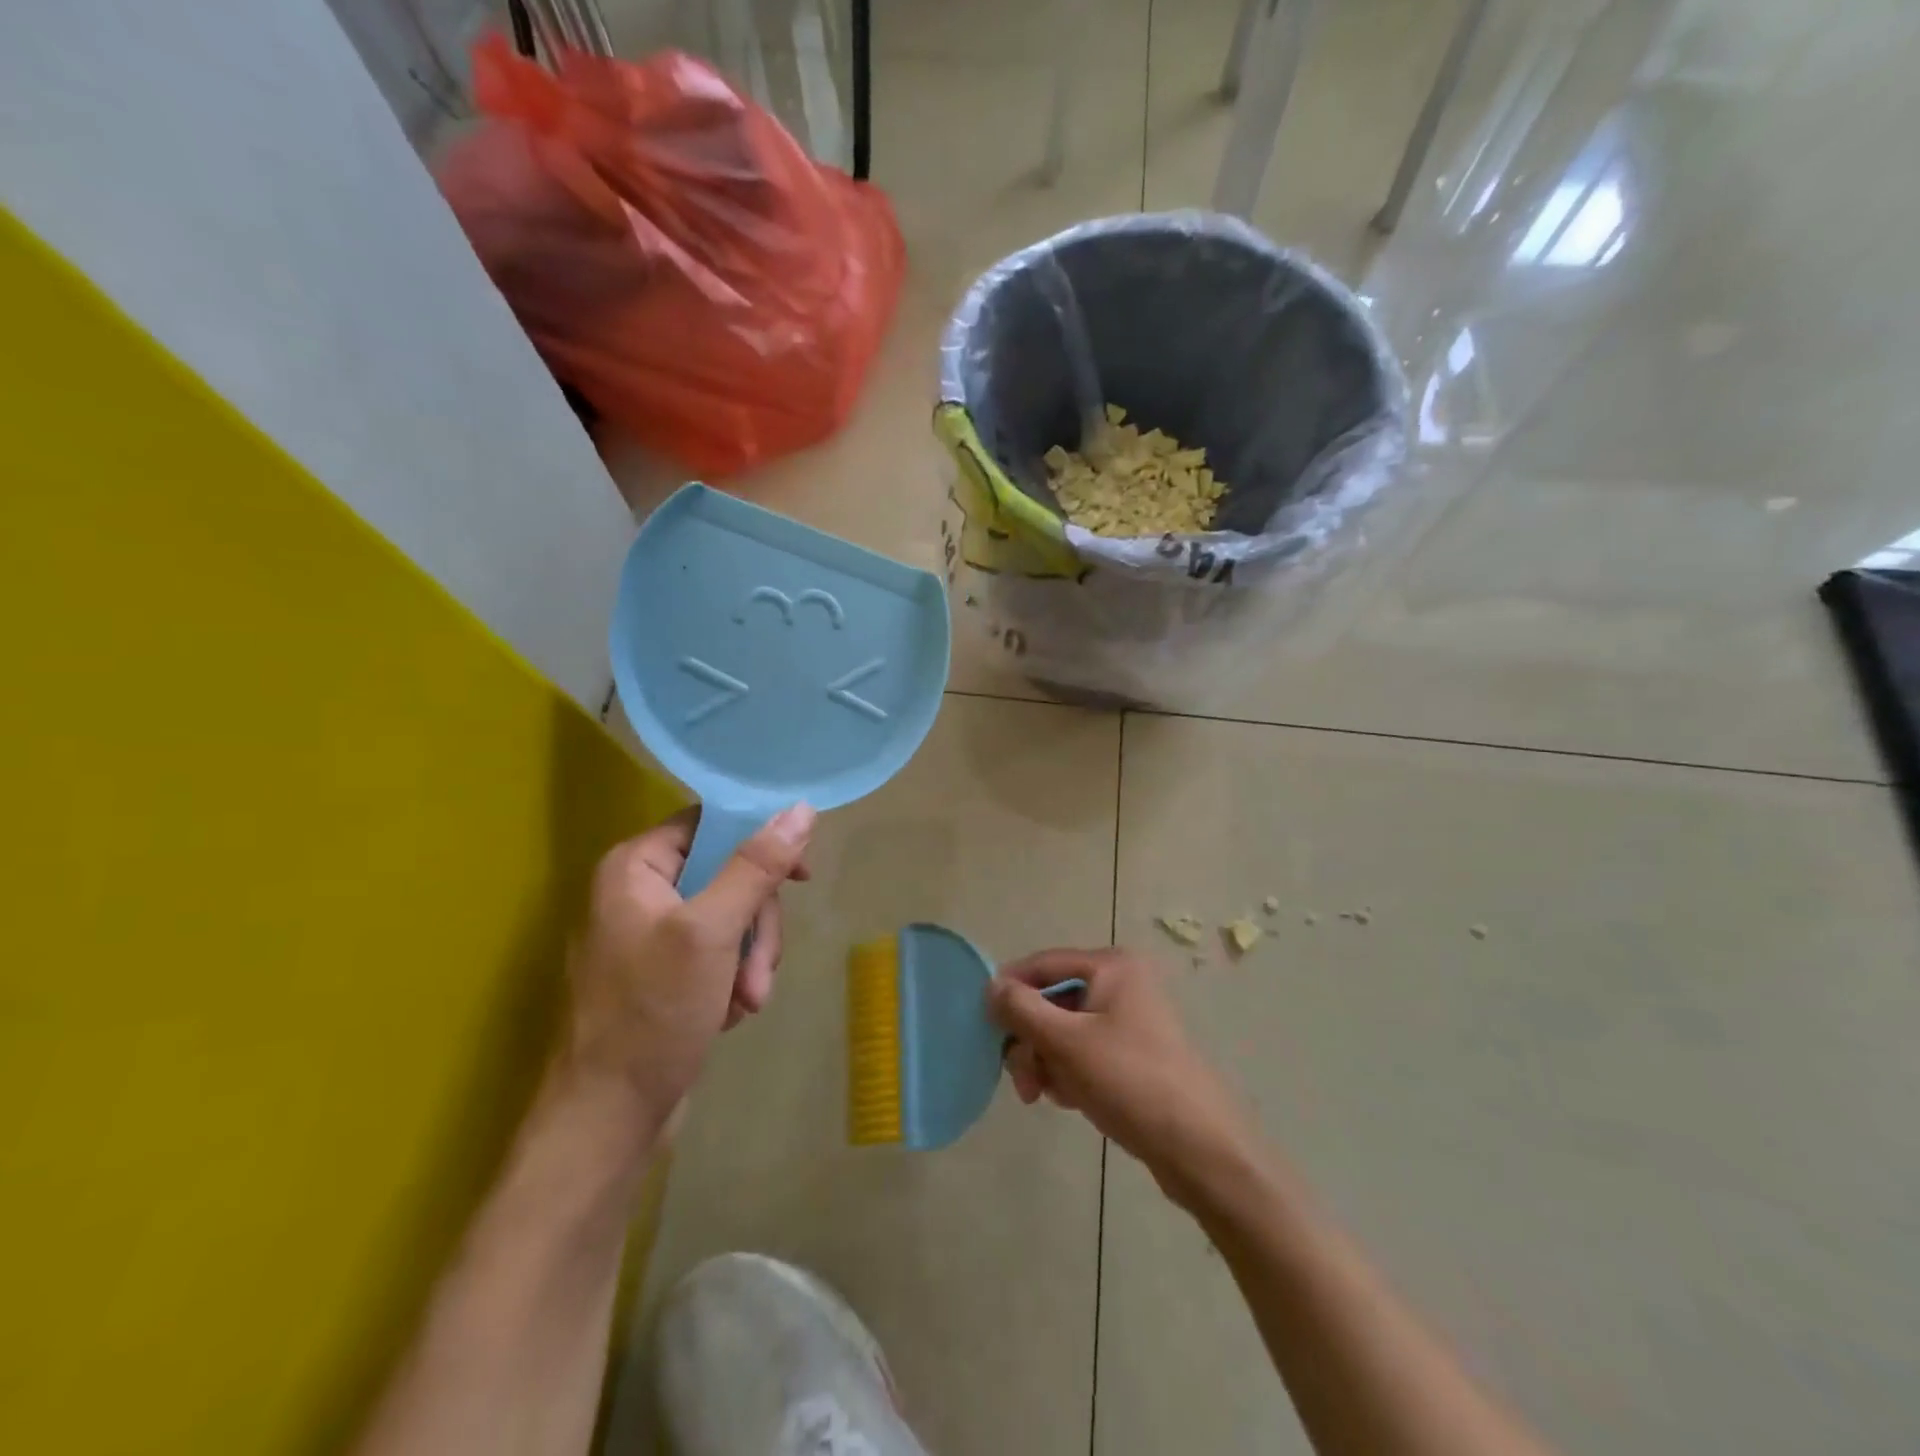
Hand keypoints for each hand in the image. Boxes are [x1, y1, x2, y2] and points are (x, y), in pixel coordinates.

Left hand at [557, 804, 814, 1137]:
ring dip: (751, 959)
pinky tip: (729, 1013)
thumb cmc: (653, 1014)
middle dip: (756, 926)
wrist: (607, 1120)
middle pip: (730, 875)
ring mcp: (653, 935)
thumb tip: (800, 808)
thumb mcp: (712, 931)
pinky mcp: (666, 973)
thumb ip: (756, 866)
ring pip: (733, 917)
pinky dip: (735, 979)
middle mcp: (641, 892)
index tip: (800, 877)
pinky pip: (720, 952)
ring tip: (747, 1002)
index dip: (760, 842)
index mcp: (636, 867)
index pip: (711, 824)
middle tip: (760, 972)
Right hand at [987, 947, 1255, 1205]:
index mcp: (1111, 966)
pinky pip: (1083, 1051)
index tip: (983, 1025)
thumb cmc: (1130, 1081)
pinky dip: (1068, 1072)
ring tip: (1046, 1095)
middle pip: (1052, 1000)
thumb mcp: (1066, 1042)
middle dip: (1031, 1039)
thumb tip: (991, 986)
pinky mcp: (1132, 1054)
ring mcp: (1129, 1020)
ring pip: (1063, 1030)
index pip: (1042, 964)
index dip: (1009, 990)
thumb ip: (1022, 1009)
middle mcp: (1121, 984)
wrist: (1201, 1148)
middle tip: (1023, 1081)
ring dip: (1046, 1060)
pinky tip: (1070, 1100)